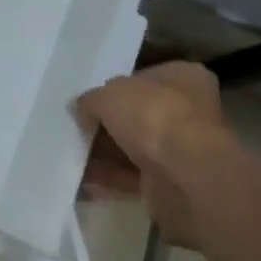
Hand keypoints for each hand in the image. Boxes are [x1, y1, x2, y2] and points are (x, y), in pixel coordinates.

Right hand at [76, 60, 236, 247]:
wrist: (186, 176)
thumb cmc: (153, 116)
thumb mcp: (109, 95)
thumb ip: (91, 100)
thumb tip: (81, 109)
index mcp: (184, 77)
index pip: (146, 77)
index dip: (115, 88)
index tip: (90, 100)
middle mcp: (189, 111)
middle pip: (139, 116)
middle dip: (107, 125)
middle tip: (77, 128)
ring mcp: (183, 149)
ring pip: (135, 148)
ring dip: (105, 154)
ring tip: (71, 155)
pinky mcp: (173, 183)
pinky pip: (134, 177)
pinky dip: (110, 179)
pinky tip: (82, 181)